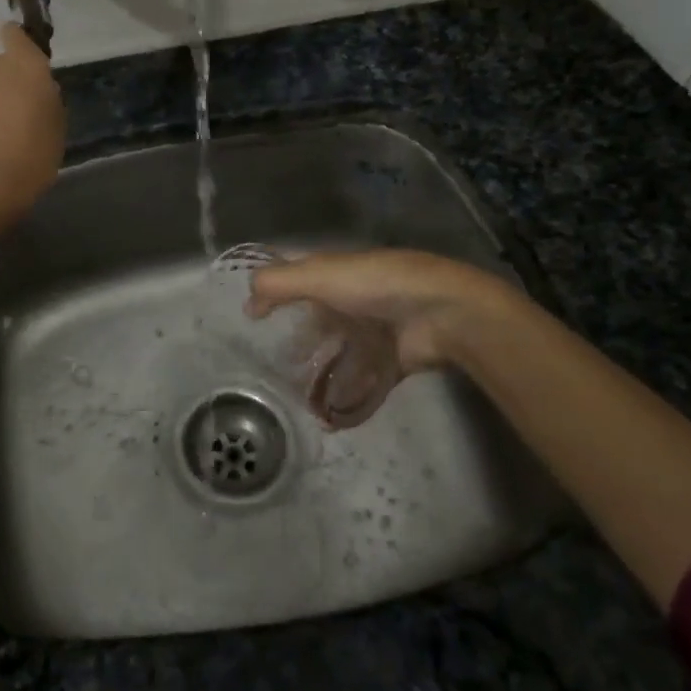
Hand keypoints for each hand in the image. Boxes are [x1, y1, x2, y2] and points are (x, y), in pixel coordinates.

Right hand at [246, 248, 522, 375]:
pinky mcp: (393, 360)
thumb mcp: (320, 276)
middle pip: (319, 318)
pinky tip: (330, 417)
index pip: (298, 278)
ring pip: (340, 351)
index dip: (275, 292)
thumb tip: (248, 302)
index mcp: (338, 272)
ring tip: (297, 396)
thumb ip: (279, 284)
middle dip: (298, 339)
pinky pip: (365, 381)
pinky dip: (349, 399)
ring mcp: (376, 330)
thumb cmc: (376, 286)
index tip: (252, 317)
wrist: (442, 313)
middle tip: (273, 364)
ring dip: (322, 371)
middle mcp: (355, 298)